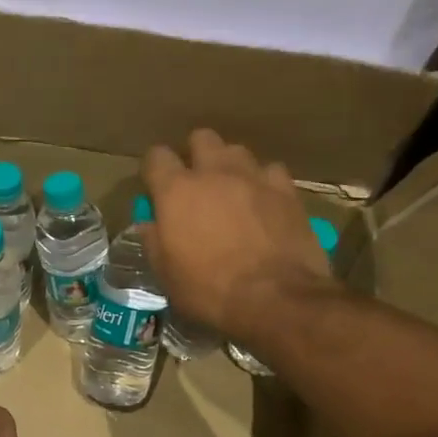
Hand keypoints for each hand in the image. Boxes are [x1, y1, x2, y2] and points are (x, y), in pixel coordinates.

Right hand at [143, 129, 336, 334]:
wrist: (275, 298)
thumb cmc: (208, 289)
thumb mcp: (166, 274)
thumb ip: (154, 241)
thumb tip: (150, 225)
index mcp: (176, 191)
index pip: (156, 157)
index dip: (153, 168)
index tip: (155, 186)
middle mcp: (214, 173)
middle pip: (201, 138)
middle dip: (195, 154)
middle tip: (195, 181)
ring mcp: (254, 178)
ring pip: (237, 151)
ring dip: (230, 165)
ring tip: (231, 189)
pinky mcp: (287, 191)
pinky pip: (271, 171)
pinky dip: (264, 182)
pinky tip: (264, 201)